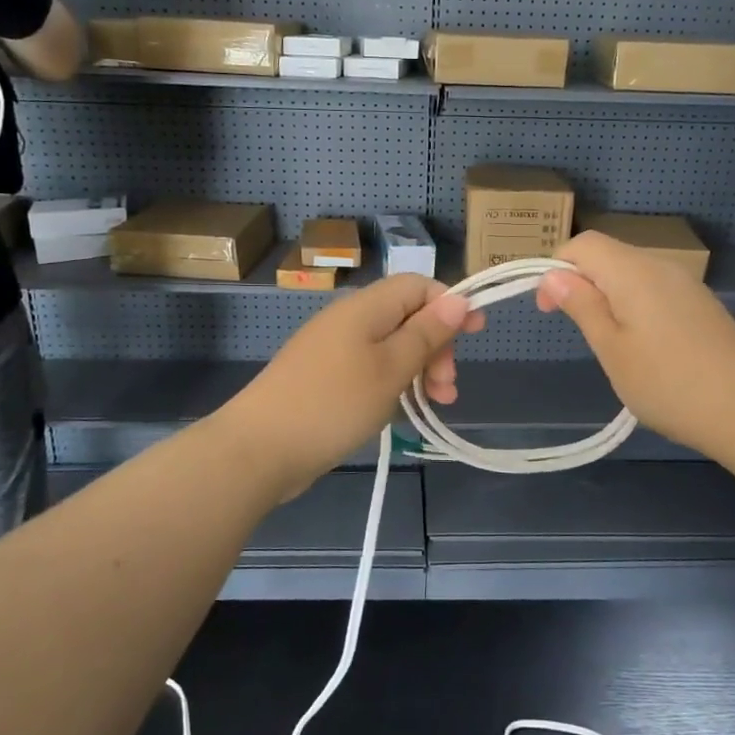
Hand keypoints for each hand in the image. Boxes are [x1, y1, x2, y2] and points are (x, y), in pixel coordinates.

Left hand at [222, 275, 484, 499]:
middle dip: (436, 346)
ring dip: (420, 370)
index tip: (476, 333)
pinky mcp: (324, 378)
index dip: (450, 304)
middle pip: (407, 317)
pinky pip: (371, 369)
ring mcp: (333, 350)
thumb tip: (458, 298)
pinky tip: (403, 411)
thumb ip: (426, 332)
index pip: (418, 285)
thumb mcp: (391, 368)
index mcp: (365, 307)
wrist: (259, 449)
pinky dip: (394, 384)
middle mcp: (349, 320)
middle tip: (447, 387)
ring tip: (436, 404)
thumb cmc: (333, 403)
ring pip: (391, 347)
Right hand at [537, 232, 734, 457]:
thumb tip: (553, 274)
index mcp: (633, 271)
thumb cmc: (667, 383)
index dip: (556, 268)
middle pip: (609, 255)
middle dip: (582, 282)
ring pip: (632, 273)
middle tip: (578, 331)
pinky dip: (635, 305)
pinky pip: (655, 290)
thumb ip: (582, 305)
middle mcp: (661, 266)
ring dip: (609, 296)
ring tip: (610, 343)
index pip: (583, 244)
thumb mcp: (611, 348)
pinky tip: (644, 346)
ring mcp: (686, 284)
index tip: (548, 309)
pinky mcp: (701, 304)